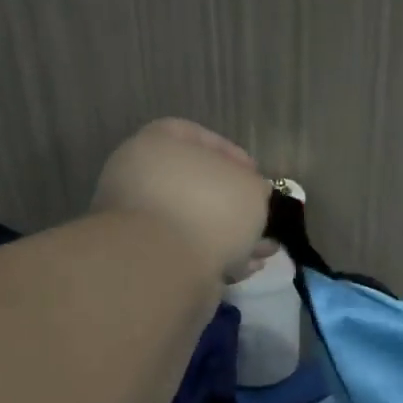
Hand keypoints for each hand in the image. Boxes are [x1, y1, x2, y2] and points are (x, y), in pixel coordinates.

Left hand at [90, 119, 271, 281]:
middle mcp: (140, 178)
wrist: (164, 267)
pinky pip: (188, 253)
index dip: (229, 152)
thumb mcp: (250, 187)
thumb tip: (251, 192)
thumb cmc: (209, 208)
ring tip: (263, 250)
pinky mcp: (145, 260)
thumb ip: (253, 185)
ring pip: (194, 223)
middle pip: (193, 184)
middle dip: (233, 202)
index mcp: (156, 145)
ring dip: (230, 235)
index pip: (191, 134)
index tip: (255, 173)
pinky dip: (216, 258)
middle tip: (260, 214)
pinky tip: (245, 269)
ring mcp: (140, 222)